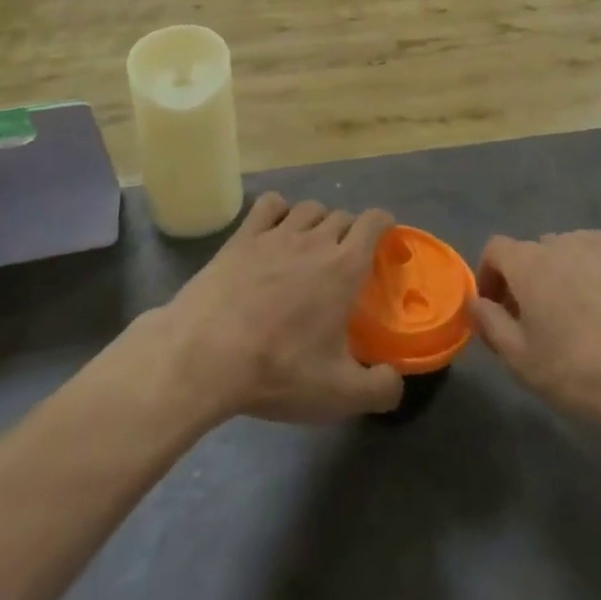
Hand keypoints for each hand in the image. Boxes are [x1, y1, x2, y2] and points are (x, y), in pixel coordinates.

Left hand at [155, 193, 402, 424]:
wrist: (205, 356)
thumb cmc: (278, 370)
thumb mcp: (338, 394)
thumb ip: (379, 388)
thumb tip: (395, 380)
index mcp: (344, 267)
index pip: (374, 221)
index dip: (384, 225)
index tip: (385, 243)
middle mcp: (314, 239)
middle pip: (342, 215)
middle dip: (350, 232)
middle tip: (345, 262)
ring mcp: (275, 234)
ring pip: (309, 208)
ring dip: (318, 221)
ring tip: (312, 247)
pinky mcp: (241, 237)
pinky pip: (269, 205)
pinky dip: (279, 211)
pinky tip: (274, 231)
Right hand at [470, 230, 600, 431]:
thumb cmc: (582, 370)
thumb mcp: (523, 361)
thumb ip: (490, 325)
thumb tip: (475, 302)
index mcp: (528, 262)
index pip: (494, 250)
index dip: (488, 277)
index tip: (496, 314)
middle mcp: (557, 242)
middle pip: (527, 253)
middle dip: (521, 282)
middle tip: (531, 325)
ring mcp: (593, 246)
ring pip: (559, 255)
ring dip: (552, 277)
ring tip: (567, 319)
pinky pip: (587, 257)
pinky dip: (582, 273)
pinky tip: (596, 309)